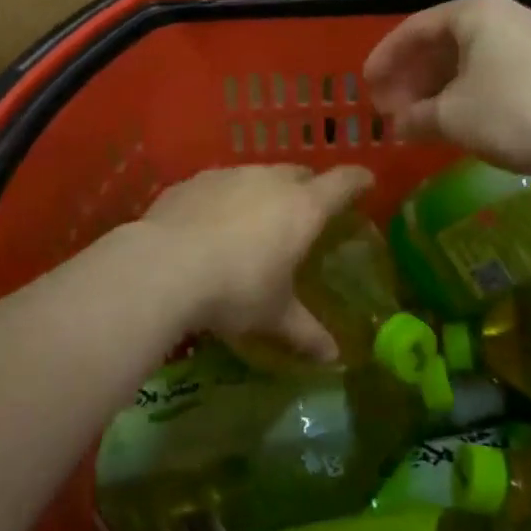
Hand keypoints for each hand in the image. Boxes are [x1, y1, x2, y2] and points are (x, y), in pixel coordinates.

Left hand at [140, 164, 372, 361]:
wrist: (164, 266)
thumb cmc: (236, 289)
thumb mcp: (274, 316)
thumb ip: (305, 331)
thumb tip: (334, 357)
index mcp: (302, 208)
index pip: (342, 183)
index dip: (357, 180)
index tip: (366, 181)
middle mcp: (269, 181)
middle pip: (299, 173)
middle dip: (307, 186)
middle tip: (307, 208)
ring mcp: (229, 175)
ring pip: (257, 175)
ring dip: (263, 191)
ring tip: (256, 219)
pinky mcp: (194, 181)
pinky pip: (219, 184)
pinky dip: (224, 198)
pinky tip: (211, 223)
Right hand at [363, 0, 530, 173]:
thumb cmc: (513, 113)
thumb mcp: (452, 117)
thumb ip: (415, 117)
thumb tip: (397, 125)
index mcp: (474, 13)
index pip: (414, 29)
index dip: (386, 58)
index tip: (366, 85)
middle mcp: (500, 16)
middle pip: (440, 43)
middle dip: (411, 77)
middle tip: (389, 108)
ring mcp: (526, 41)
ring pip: (466, 61)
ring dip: (436, 89)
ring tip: (415, 119)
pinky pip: (489, 73)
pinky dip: (464, 94)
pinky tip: (452, 120)